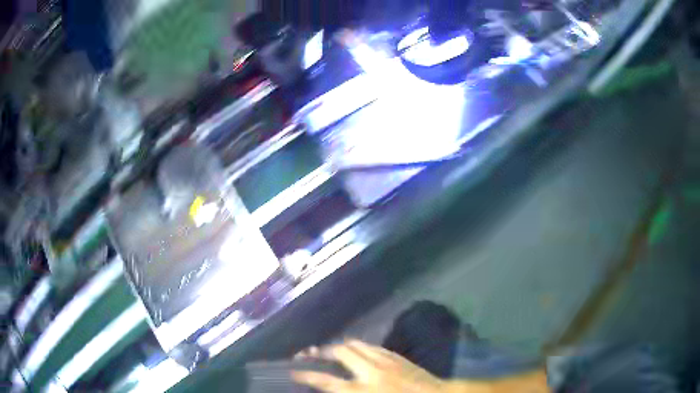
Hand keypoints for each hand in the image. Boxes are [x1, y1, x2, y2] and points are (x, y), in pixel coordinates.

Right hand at [291, 339, 447, 392]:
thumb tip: (334, 388)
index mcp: (361, 390)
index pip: (325, 381)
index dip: (306, 375)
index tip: (293, 370)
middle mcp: (369, 371)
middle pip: (339, 353)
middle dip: (322, 352)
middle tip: (311, 354)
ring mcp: (384, 360)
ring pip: (356, 344)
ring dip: (340, 346)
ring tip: (331, 350)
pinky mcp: (396, 356)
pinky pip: (372, 346)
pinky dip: (360, 347)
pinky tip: (358, 351)